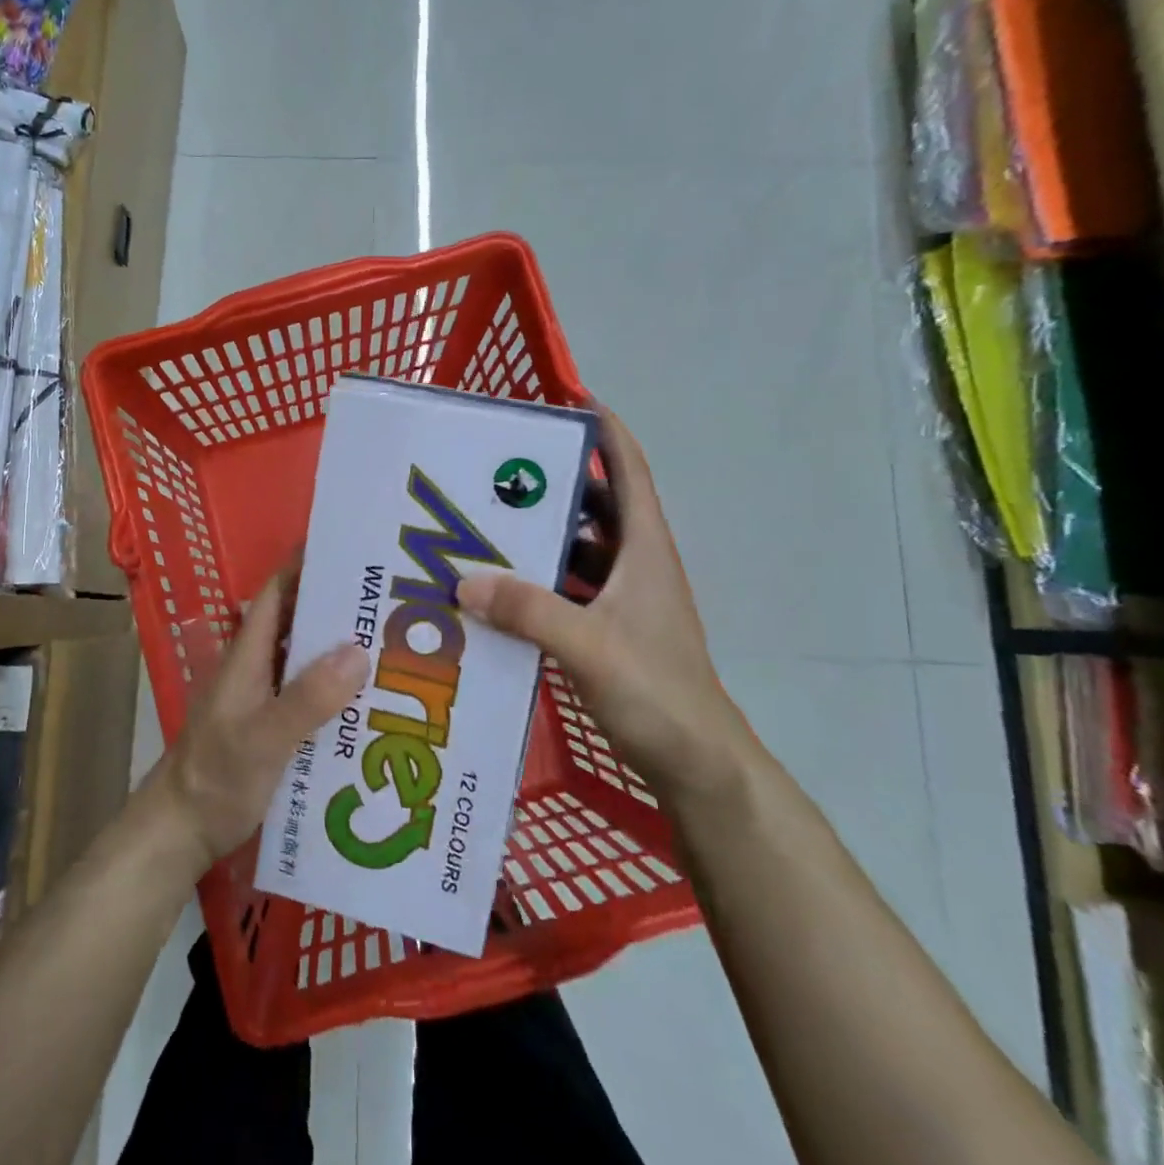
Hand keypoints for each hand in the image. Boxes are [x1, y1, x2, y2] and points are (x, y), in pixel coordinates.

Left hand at [156, 569, 368, 867]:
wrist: (181, 832)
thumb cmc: (215, 778)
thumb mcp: (263, 738)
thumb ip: (307, 698)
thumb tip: (358, 651)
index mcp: (249, 656)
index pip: (277, 593)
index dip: (307, 566)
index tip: (353, 551)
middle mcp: (258, 668)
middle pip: (299, 623)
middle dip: (339, 608)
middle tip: (394, 601)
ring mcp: (265, 698)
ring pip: (307, 660)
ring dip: (342, 650)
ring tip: (397, 645)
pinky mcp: (274, 727)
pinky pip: (311, 695)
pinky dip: (338, 690)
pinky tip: (373, 701)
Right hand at [456, 405, 755, 798]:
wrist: (699, 765)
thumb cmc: (659, 693)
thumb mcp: (590, 647)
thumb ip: (529, 611)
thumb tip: (464, 579)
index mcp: (643, 549)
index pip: (628, 469)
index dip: (604, 429)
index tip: (566, 399)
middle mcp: (634, 564)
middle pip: (593, 504)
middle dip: (549, 482)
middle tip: (494, 471)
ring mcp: (622, 599)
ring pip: (576, 549)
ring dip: (539, 535)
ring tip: (483, 524)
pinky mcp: (608, 630)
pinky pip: (566, 588)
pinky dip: (536, 580)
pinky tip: (497, 588)